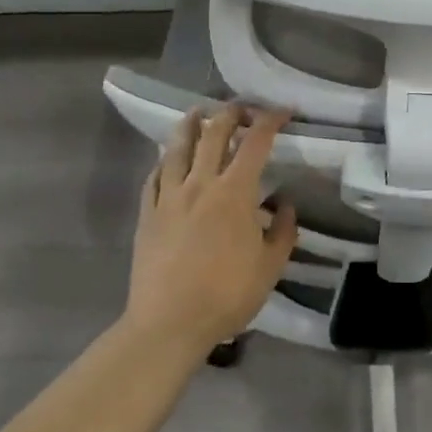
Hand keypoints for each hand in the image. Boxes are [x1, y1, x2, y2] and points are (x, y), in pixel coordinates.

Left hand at [123, 105, 296, 358]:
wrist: (168, 324)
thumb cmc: (226, 295)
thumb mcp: (270, 267)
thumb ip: (283, 231)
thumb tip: (285, 203)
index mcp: (234, 192)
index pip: (255, 142)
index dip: (270, 120)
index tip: (283, 111)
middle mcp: (200, 184)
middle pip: (213, 134)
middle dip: (230, 113)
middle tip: (241, 108)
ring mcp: (168, 197)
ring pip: (177, 147)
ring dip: (190, 124)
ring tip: (197, 112)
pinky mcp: (147, 214)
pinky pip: (153, 177)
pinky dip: (163, 160)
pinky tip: (166, 158)